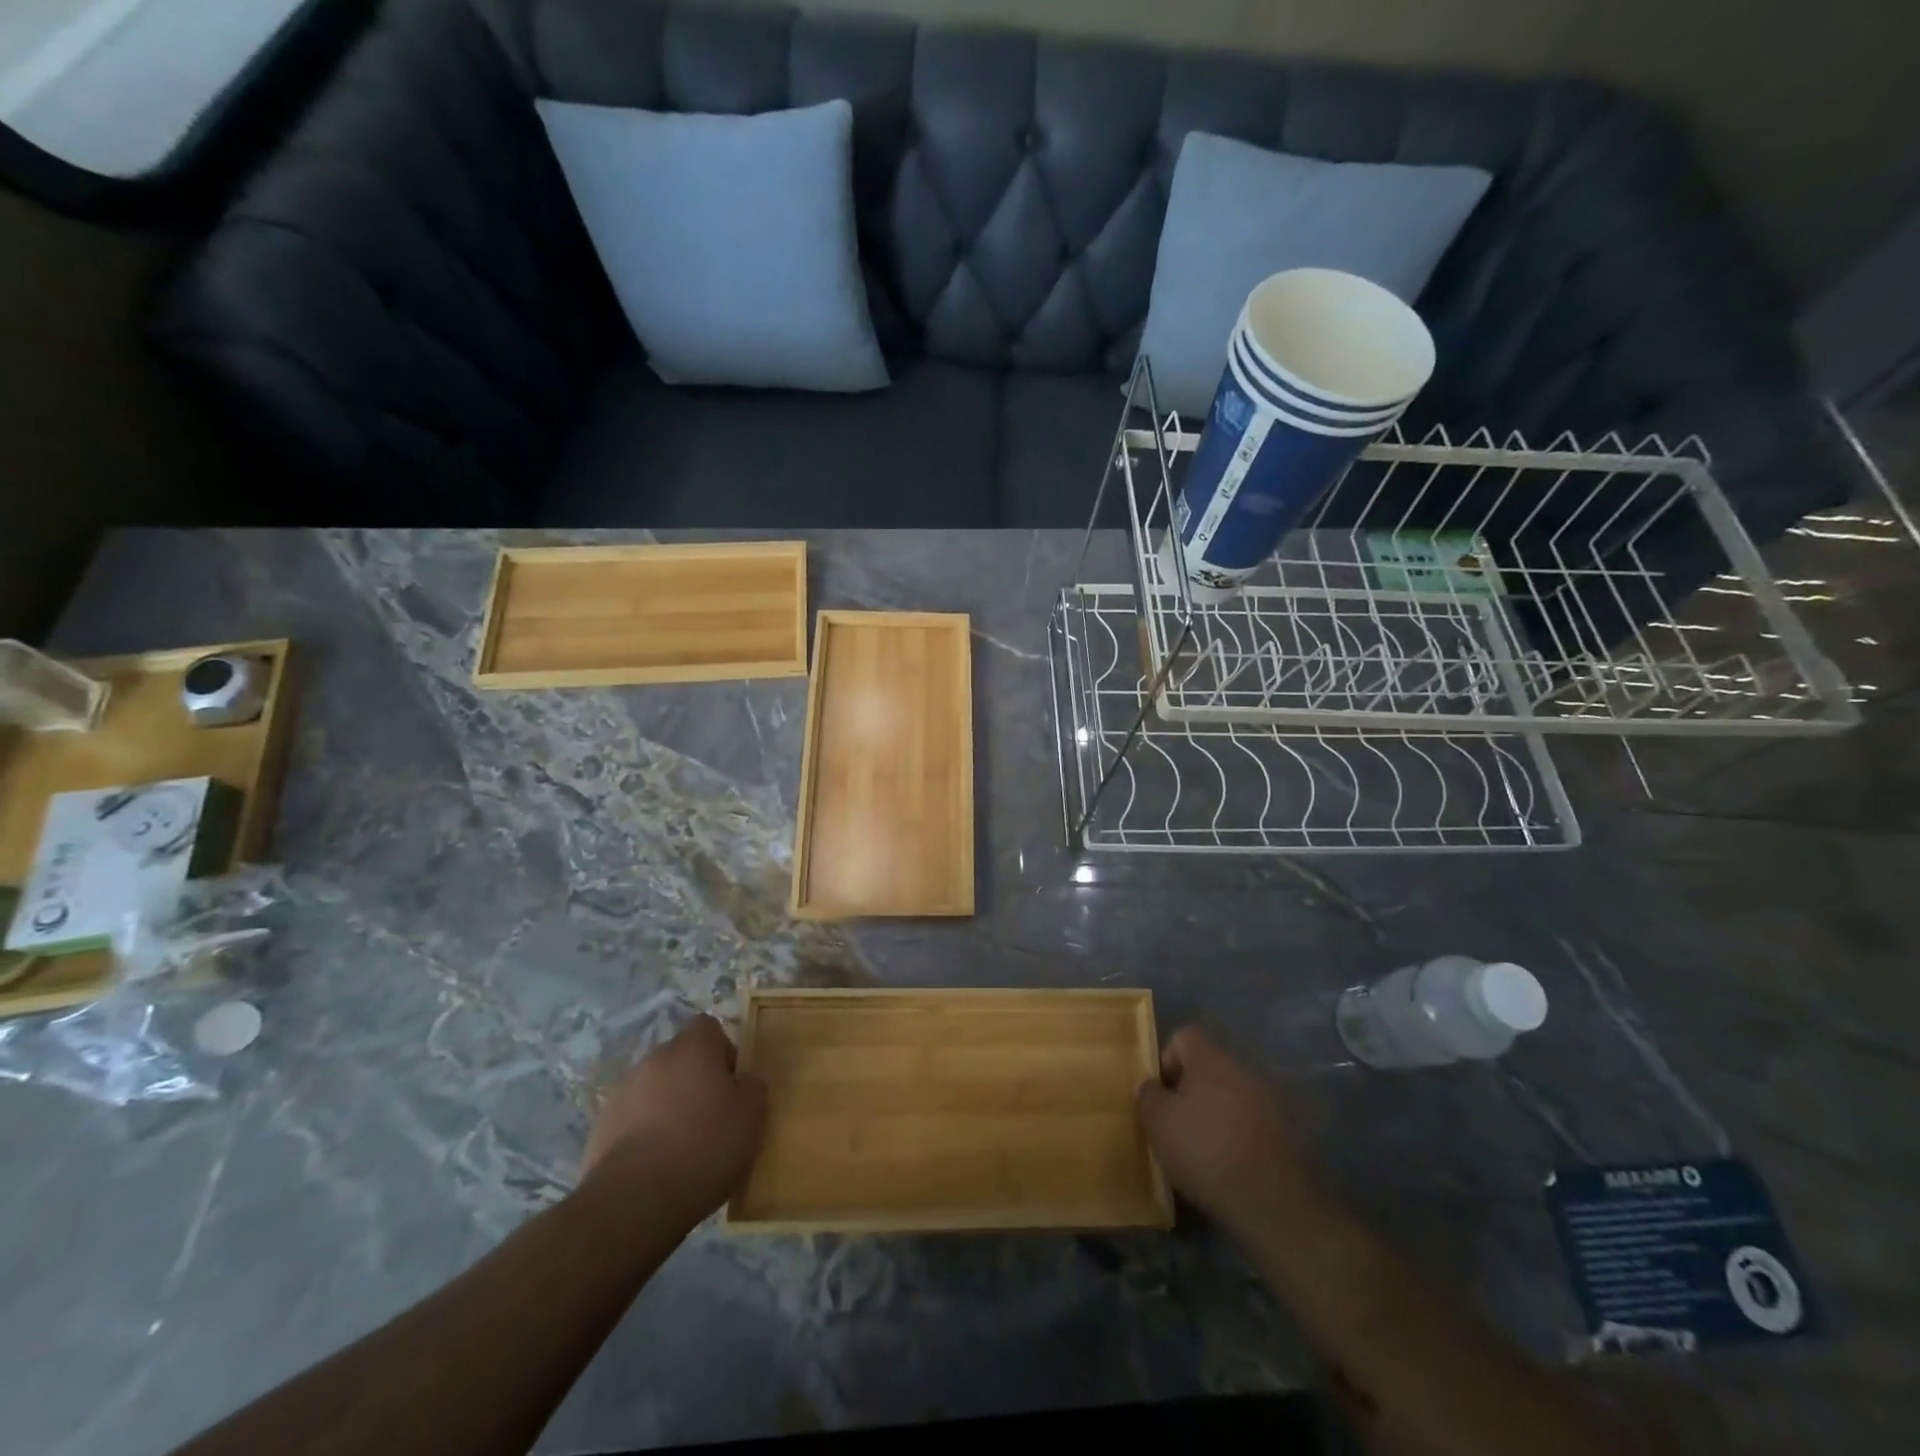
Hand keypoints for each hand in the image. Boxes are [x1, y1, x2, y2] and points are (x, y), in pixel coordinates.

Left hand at [582, 1015, 766, 1226]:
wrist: (634, 1201)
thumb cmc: (704, 1146)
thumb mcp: (751, 1116)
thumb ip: (751, 1087)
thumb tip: (741, 1082)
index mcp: (692, 1047)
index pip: (709, 1028)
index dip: (723, 1052)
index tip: (731, 1086)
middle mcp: (654, 1059)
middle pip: (680, 1059)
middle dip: (694, 1081)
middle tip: (711, 1118)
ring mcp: (622, 1092)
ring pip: (655, 1089)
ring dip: (668, 1107)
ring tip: (681, 1148)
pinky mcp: (601, 1127)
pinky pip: (632, 1119)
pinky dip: (644, 1134)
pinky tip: (655, 1166)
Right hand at [1137, 1025, 1315, 1232]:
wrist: (1273, 1202)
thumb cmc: (1206, 1150)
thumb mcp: (1158, 1122)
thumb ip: (1148, 1095)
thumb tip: (1152, 1087)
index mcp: (1212, 1059)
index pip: (1184, 1036)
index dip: (1166, 1061)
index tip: (1161, 1096)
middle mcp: (1244, 1069)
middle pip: (1210, 1067)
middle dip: (1192, 1091)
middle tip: (1178, 1124)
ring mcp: (1271, 1100)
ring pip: (1233, 1095)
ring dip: (1218, 1114)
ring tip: (1205, 1149)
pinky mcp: (1289, 1132)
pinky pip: (1254, 1122)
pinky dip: (1240, 1135)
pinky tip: (1232, 1164)